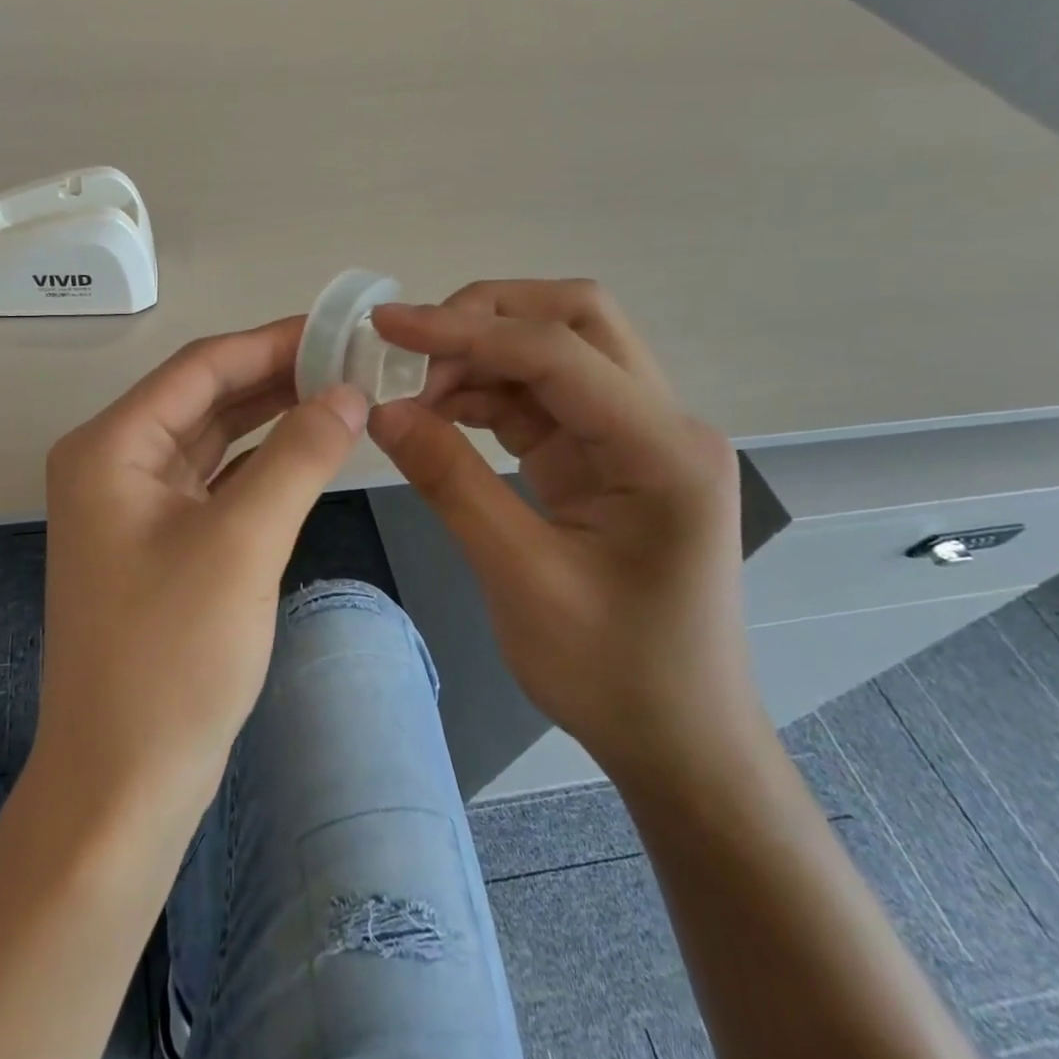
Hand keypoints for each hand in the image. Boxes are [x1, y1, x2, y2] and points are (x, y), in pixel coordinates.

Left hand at [36, 317, 368, 829]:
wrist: (124, 782)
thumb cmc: (173, 657)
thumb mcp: (242, 544)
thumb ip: (298, 456)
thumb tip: (349, 391)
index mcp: (111, 446)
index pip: (199, 367)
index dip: (271, 342)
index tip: (338, 328)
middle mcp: (114, 462)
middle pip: (204, 397)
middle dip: (276, 376)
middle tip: (352, 360)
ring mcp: (133, 504)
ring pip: (212, 439)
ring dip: (271, 417)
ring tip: (342, 393)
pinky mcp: (158, 541)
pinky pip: (215, 481)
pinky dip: (261, 464)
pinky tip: (309, 450)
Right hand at [367, 280, 755, 785]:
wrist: (677, 740)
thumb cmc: (612, 673)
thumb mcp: (519, 577)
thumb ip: (450, 482)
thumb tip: (381, 410)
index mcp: (662, 450)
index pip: (556, 351)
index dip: (464, 329)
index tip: (386, 325)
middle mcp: (661, 422)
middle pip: (574, 320)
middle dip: (485, 318)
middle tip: (410, 350)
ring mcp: (635, 436)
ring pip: (554, 351)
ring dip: (479, 357)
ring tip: (412, 392)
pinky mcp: (606, 455)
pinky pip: (541, 398)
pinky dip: (485, 394)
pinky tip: (438, 415)